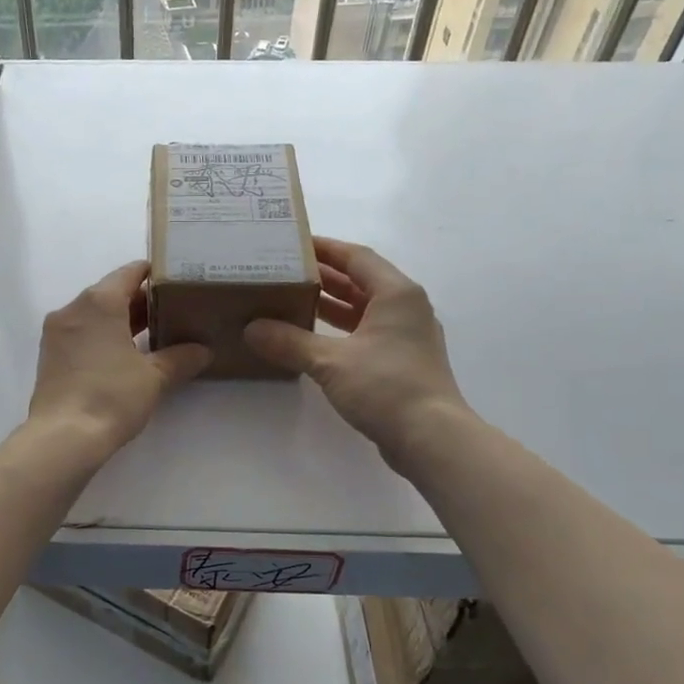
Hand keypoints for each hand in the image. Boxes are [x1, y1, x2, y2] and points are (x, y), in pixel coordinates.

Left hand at [27, 262, 210, 458]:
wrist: (63, 437)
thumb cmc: (112, 396)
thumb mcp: (154, 377)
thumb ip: (180, 358)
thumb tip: (203, 350)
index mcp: (99, 301)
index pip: (131, 272)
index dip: (156, 274)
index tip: (178, 283)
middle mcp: (74, 308)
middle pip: (112, 292)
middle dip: (141, 301)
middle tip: (173, 311)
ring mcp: (57, 331)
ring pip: (95, 314)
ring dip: (121, 320)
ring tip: (154, 334)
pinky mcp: (50, 355)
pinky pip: (82, 333)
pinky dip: (102, 336)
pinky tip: (124, 355)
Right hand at [243, 238, 470, 465]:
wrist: (431, 439)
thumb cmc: (385, 387)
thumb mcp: (330, 361)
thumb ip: (289, 341)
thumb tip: (252, 330)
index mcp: (396, 293)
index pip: (356, 257)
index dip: (324, 248)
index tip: (292, 244)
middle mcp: (405, 307)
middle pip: (360, 280)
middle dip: (323, 275)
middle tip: (283, 271)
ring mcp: (406, 335)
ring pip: (363, 308)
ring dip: (330, 303)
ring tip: (290, 299)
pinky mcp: (401, 361)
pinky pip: (365, 332)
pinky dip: (340, 329)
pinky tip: (311, 337)